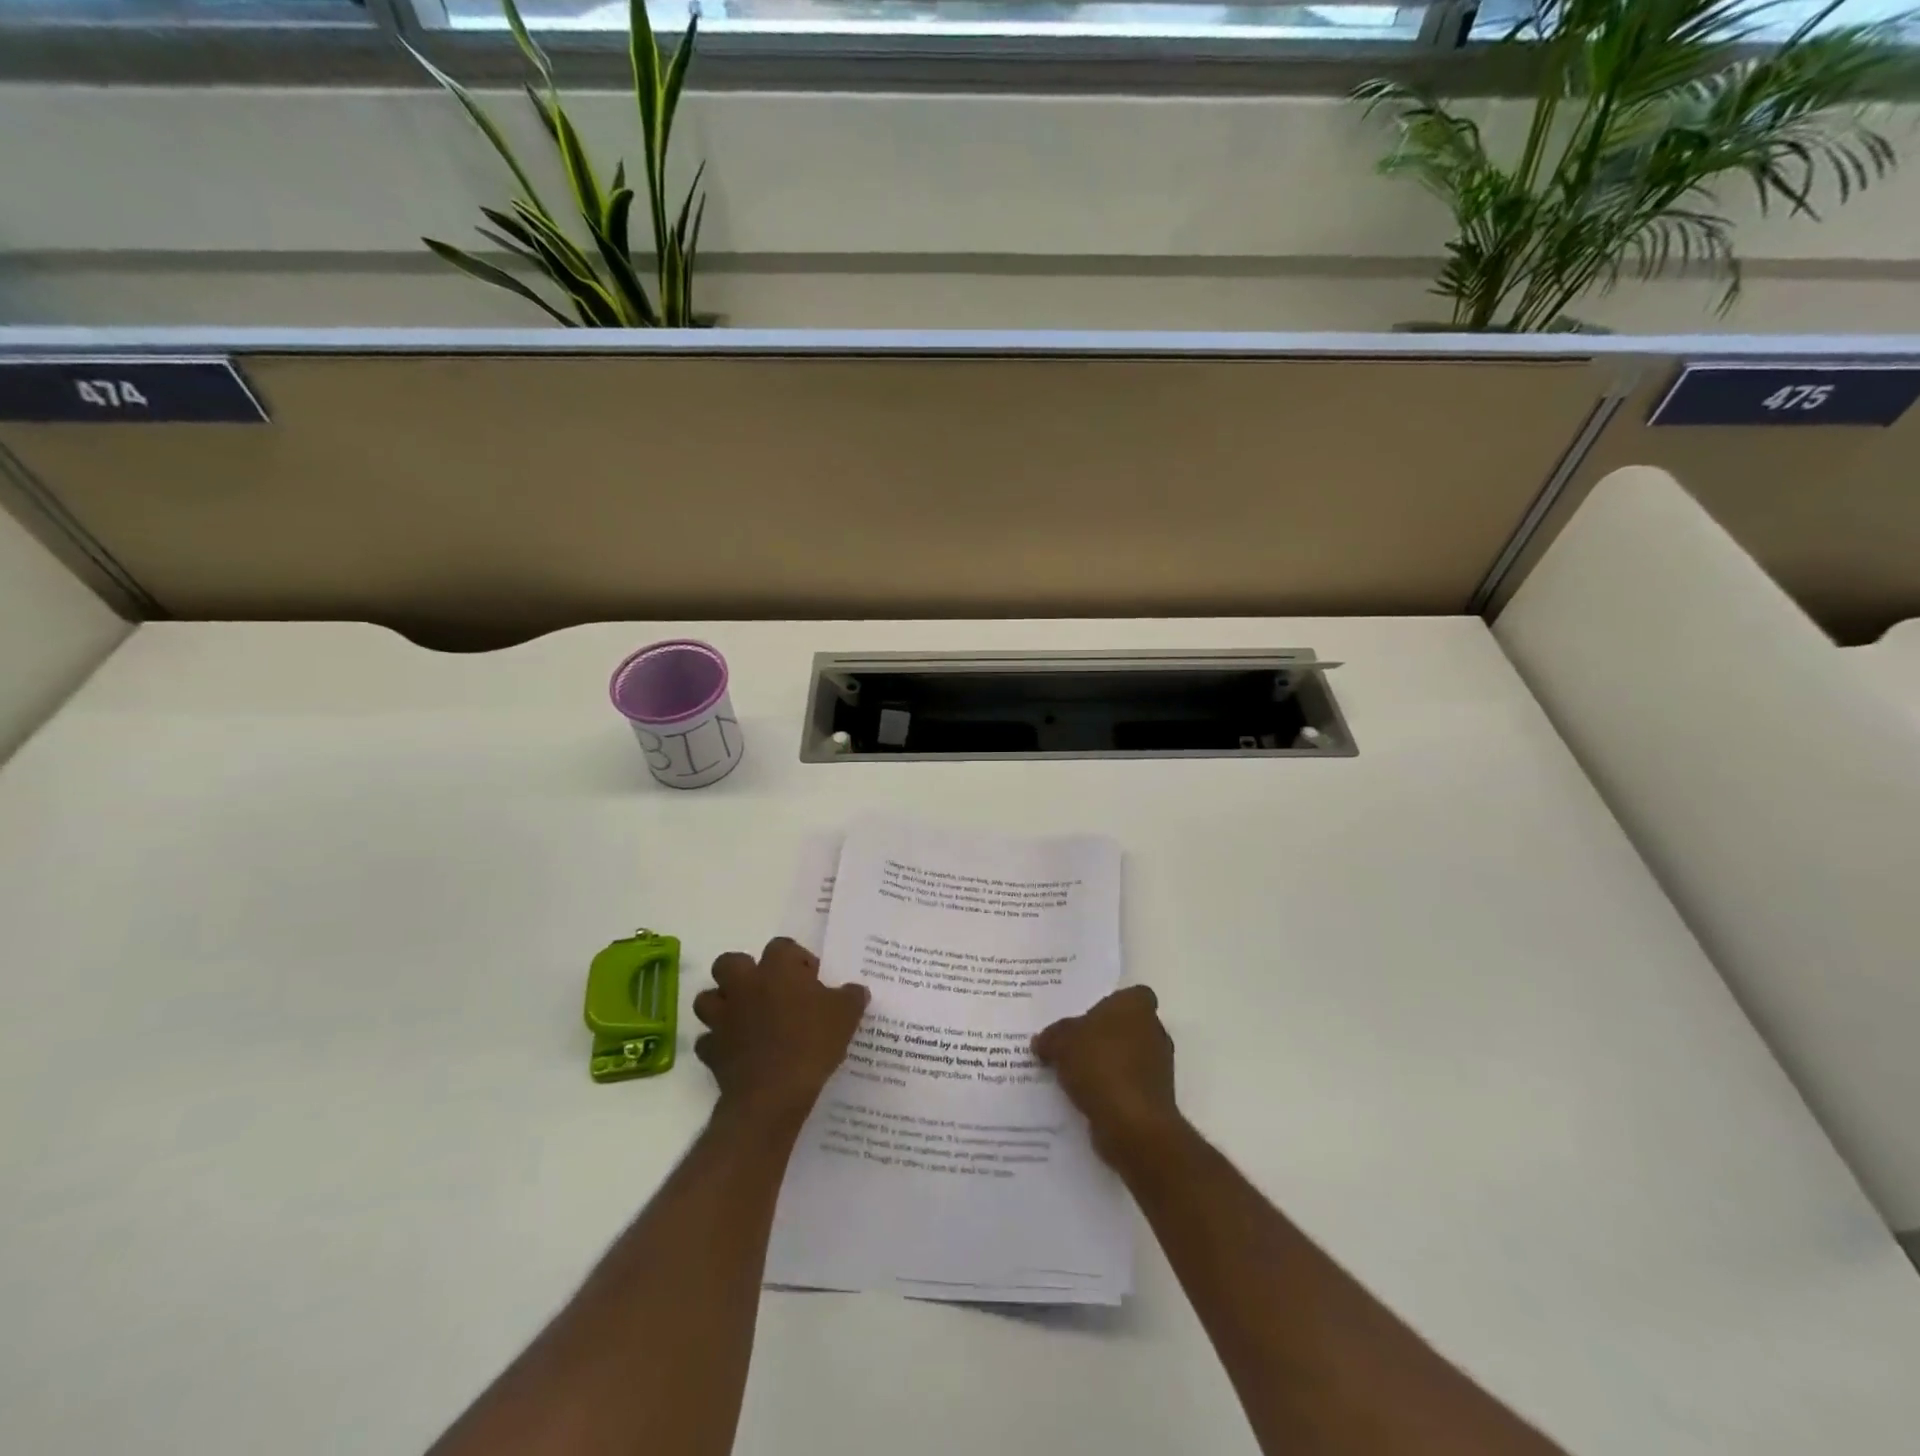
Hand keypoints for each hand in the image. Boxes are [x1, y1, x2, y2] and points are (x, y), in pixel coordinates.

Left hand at [693, 938, 868, 1131]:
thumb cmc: (812, 1042)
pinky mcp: (711, 1050)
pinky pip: (708, 1040)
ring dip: (723, 1005)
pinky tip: (737, 1052)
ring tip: (745, 1018)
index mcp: (777, 969)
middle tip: (767, 990)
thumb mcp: (846, 1015)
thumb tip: (855, 990)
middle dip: (743, 972)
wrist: (774, 1092)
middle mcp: (744, 985)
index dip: (795, 960)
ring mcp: (723, 1017)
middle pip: (729, 963)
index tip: (810, 979)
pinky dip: (719, 1044)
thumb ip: (851, 996)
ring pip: (708, 999)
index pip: (781, 946)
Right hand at [1032, 985, 1181, 1166]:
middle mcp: (1154, 1031)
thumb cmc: (1100, 1065)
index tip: (1087, 1017)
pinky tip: (1085, 1098)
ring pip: (1128, 1057)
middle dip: (1105, 1036)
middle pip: (1127, 1027)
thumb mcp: (1061, 1042)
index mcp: (1137, 1006)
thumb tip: (1042, 1041)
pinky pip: (1127, 1086)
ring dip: (1107, 1065)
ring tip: (1074, 1075)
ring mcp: (1159, 1067)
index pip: (1131, 995)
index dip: (1111, 1004)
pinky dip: (1111, 1090)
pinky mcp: (1155, 1098)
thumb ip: (1051, 1036)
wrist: (1132, 1124)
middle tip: (1073, 1044)